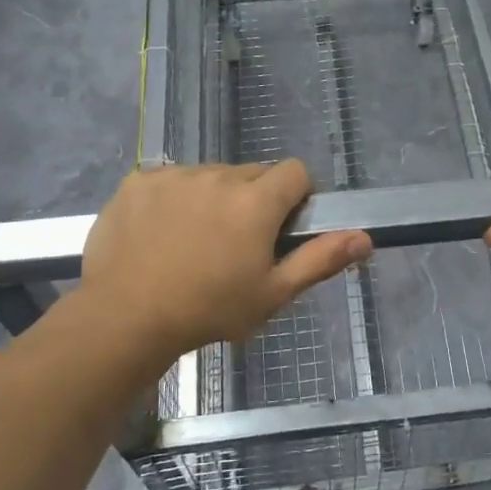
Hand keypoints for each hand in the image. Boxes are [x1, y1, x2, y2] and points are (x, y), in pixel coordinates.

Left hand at [74, 161, 370, 362]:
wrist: (124, 317)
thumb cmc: (209, 309)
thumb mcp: (272, 293)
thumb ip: (320, 259)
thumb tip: (365, 238)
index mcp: (256, 201)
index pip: (295, 172)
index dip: (296, 197)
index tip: (281, 229)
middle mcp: (219, 176)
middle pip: (253, 174)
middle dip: (254, 200)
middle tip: (237, 244)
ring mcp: (175, 175)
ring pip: (211, 177)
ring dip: (214, 198)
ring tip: (194, 242)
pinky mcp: (139, 180)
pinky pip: (171, 180)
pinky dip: (174, 199)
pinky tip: (160, 234)